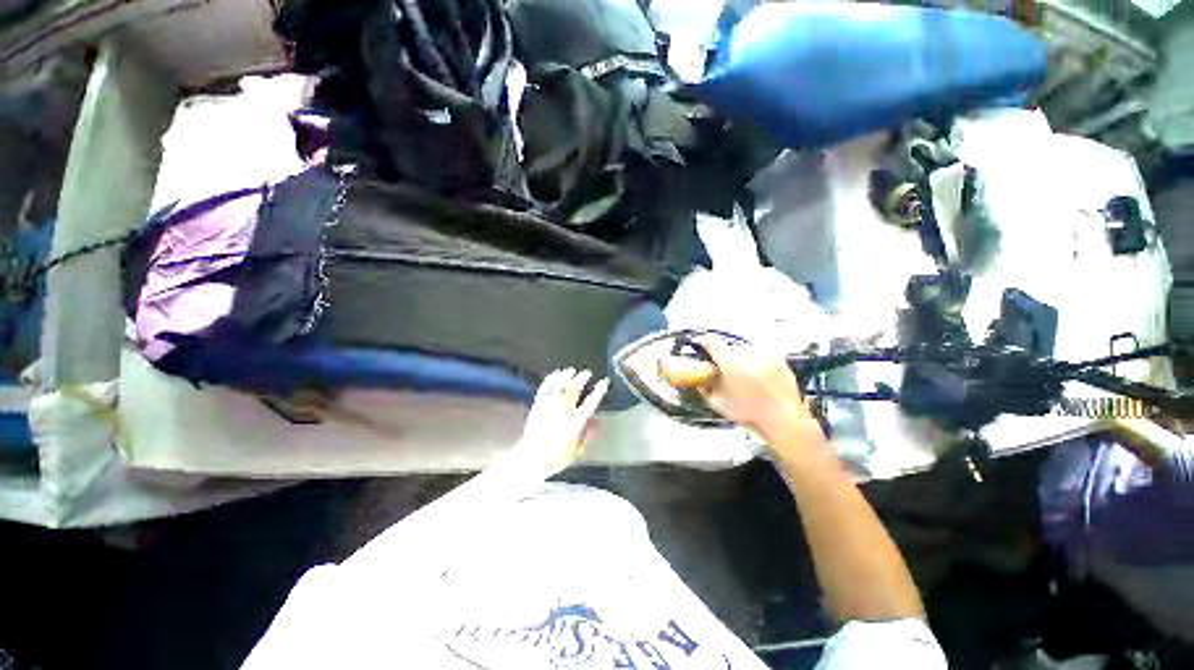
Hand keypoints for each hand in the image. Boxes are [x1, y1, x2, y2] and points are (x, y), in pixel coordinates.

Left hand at [505, 368, 608, 480]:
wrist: (532, 458)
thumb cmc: (555, 458)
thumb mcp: (576, 452)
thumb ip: (587, 437)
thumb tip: (595, 427)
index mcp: (577, 420)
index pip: (592, 401)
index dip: (600, 390)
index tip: (604, 382)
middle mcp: (565, 409)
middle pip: (576, 387)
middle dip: (583, 378)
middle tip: (587, 373)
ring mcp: (550, 405)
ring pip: (561, 383)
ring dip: (567, 375)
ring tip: (571, 370)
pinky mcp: (539, 404)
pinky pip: (545, 387)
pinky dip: (552, 378)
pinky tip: (555, 374)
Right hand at [659, 338, 821, 447]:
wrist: (783, 421)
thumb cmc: (750, 414)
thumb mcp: (718, 403)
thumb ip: (705, 387)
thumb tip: (699, 379)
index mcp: (730, 363)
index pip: (712, 343)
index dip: (702, 341)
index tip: (698, 342)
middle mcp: (747, 354)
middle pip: (729, 348)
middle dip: (724, 355)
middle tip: (722, 367)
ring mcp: (765, 356)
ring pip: (746, 351)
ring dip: (740, 358)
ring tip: (742, 375)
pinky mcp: (779, 360)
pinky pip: (762, 356)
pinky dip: (756, 363)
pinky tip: (757, 377)